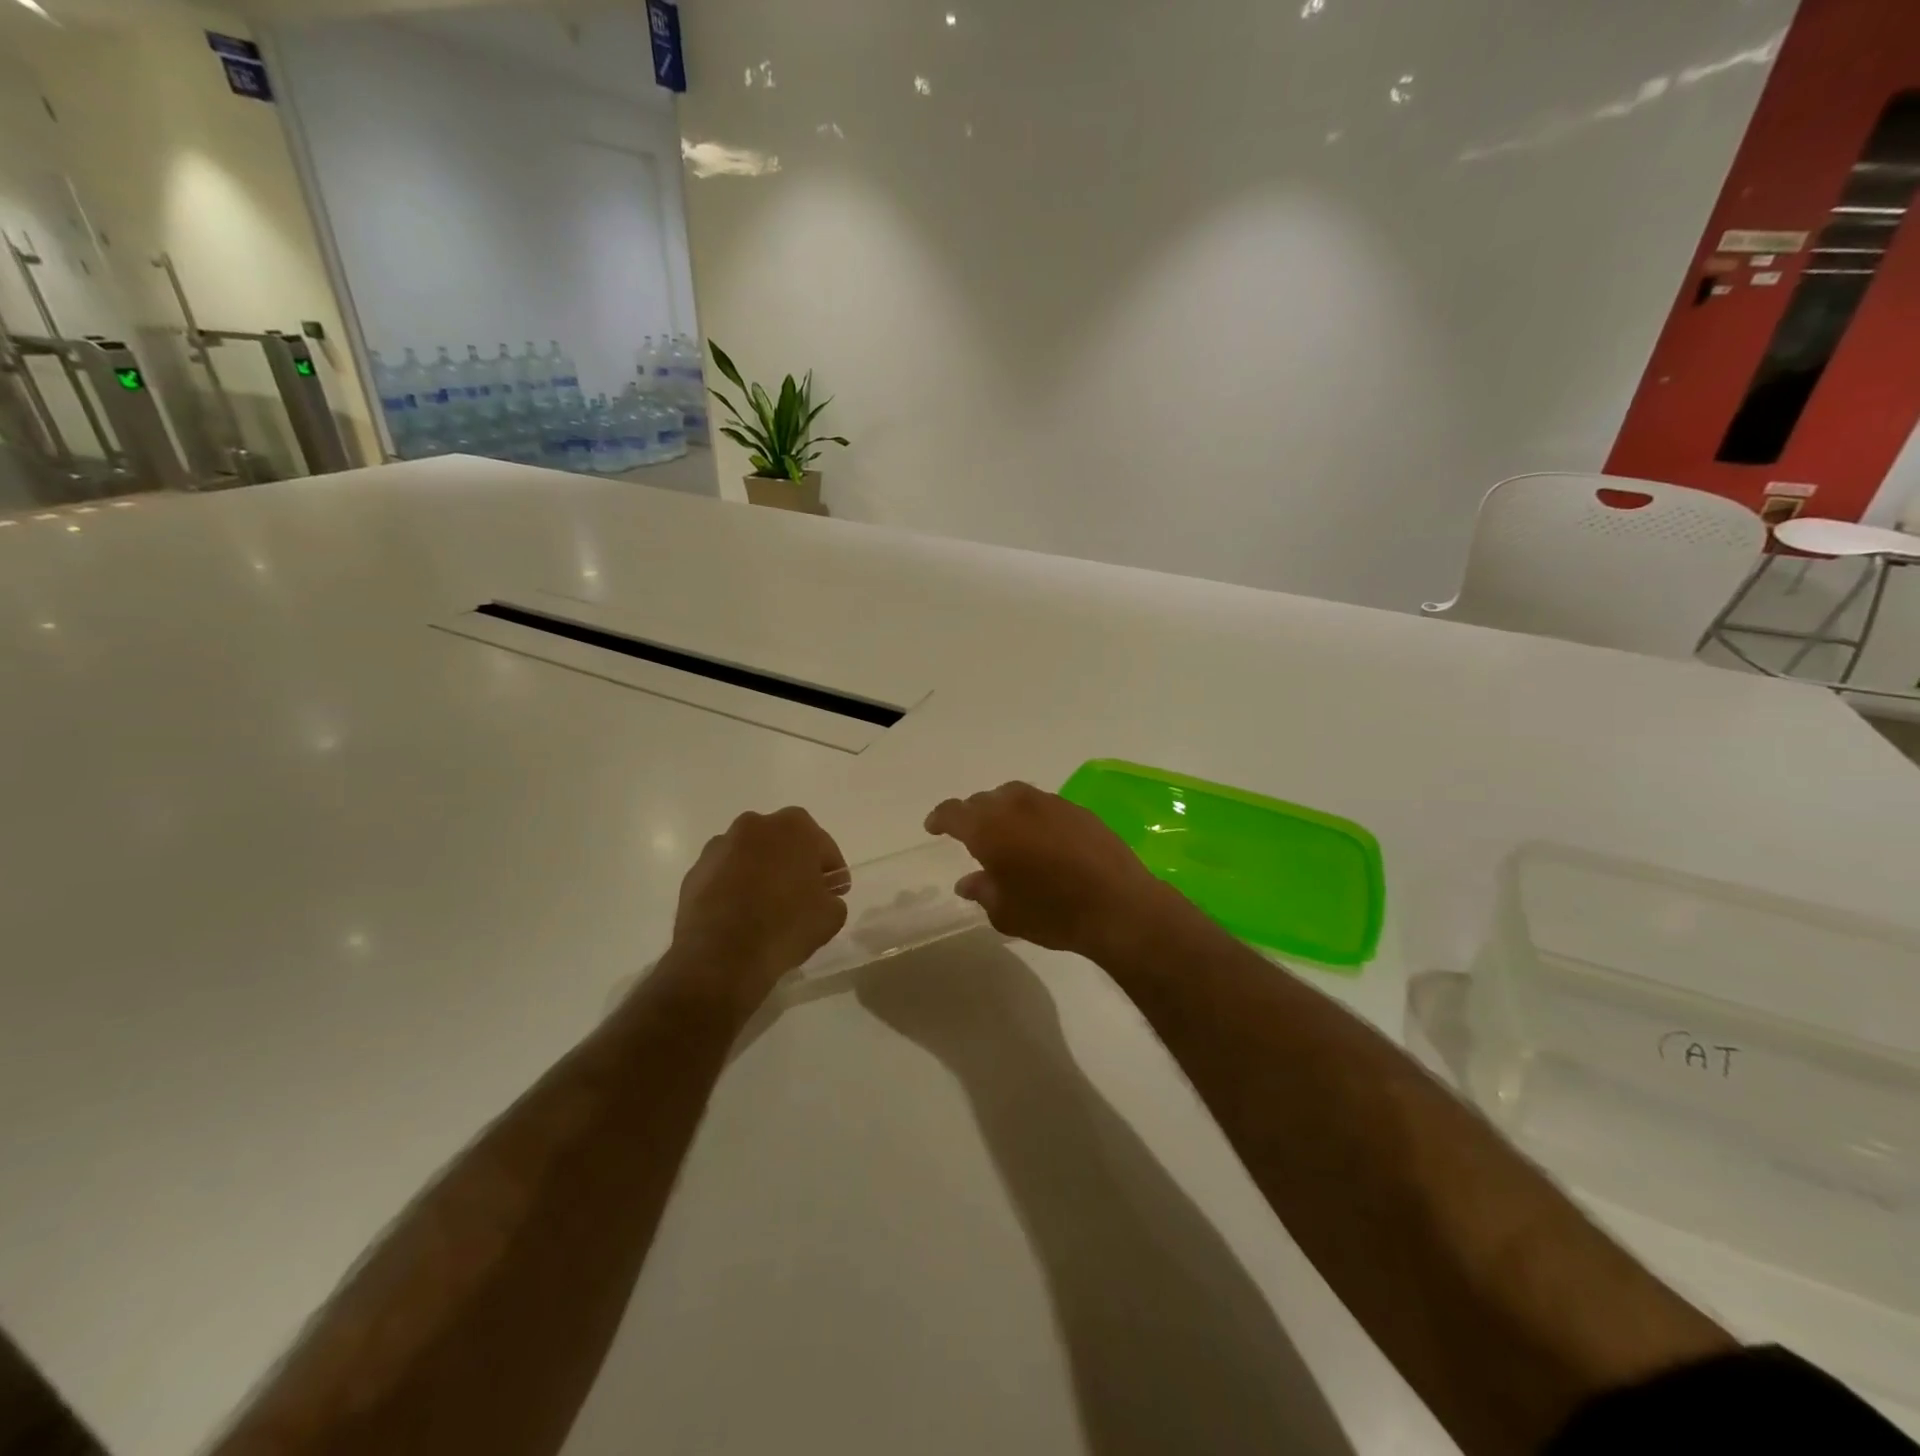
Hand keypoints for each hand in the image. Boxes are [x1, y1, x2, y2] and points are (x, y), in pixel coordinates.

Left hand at [663, 807, 848, 1009]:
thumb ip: (831, 897)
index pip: (822, 846)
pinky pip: (724, 875)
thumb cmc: (786, 926)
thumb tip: (821, 896)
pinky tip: (740, 916)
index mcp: (793, 827)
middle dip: (794, 864)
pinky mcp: (694, 872)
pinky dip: (734, 888)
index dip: (831, 871)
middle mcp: (754, 825)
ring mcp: (719, 847)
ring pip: (750, 856)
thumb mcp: (832, 916)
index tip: (835, 892)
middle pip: (783, 843)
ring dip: (760, 873)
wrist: (721, 956)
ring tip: (766, 908)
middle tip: (802, 896)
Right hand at [924, 782, 1176, 960]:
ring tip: (1005, 832)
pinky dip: (1032, 816)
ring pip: (1014, 796)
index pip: (954, 812)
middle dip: (972, 814)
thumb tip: (968, 881)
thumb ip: (982, 891)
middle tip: (970, 835)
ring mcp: (1050, 803)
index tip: (934, 827)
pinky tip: (1040, 838)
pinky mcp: (1078, 810)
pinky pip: (1043, 804)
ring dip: (1003, 810)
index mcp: (989, 829)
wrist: (1118, 906)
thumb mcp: (1006, 912)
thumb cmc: (1053, 913)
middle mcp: (1016, 806)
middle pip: (984, 800)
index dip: (940, 818)